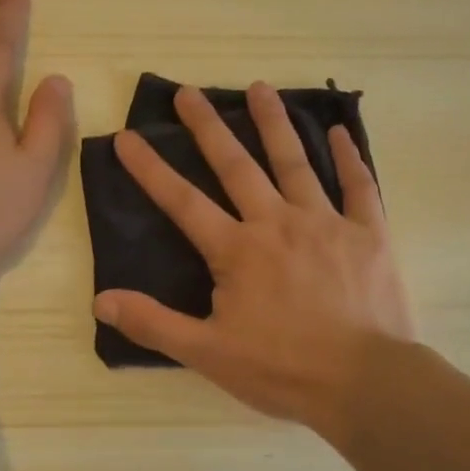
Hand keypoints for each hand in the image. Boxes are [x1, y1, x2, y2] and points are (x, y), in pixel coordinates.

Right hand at [93, 83, 414, 431]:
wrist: (365, 382)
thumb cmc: (282, 370)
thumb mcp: (208, 354)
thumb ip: (154, 323)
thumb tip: (101, 300)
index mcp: (237, 250)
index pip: (182, 201)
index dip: (151, 169)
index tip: (127, 136)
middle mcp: (277, 223)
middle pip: (236, 166)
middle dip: (208, 127)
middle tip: (188, 92)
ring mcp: (326, 223)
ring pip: (295, 162)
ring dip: (274, 123)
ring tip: (259, 88)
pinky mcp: (368, 234)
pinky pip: (359, 186)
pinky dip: (349, 157)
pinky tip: (339, 131)